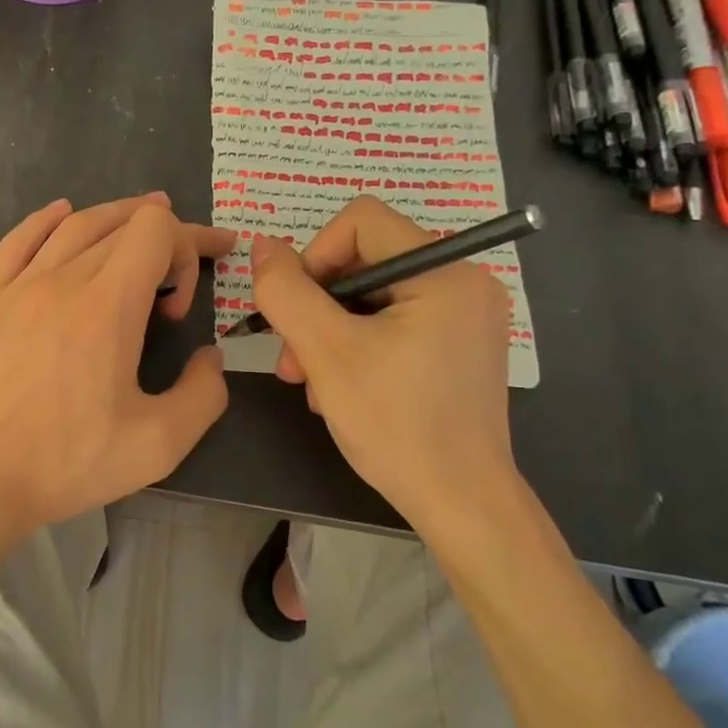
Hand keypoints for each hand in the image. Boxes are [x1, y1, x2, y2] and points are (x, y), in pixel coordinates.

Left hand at [0, 194, 230, 590]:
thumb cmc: (62, 464)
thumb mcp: (157, 445)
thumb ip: (203, 395)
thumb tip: (209, 357)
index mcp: (107, 305)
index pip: (156, 230)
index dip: (187, 248)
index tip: (182, 305)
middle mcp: (62, 279)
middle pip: (121, 224)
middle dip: (164, 236)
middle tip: (185, 262)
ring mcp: (15, 286)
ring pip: (73, 226)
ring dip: (113, 217)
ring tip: (139, 219)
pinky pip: (17, 240)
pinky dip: (47, 219)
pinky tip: (61, 213)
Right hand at [249, 196, 520, 524]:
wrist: (461, 505)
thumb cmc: (397, 425)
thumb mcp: (327, 353)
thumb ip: (286, 292)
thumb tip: (262, 246)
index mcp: (446, 272)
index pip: (361, 221)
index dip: (315, 255)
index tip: (296, 308)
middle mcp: (464, 282)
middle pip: (364, 261)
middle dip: (317, 306)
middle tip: (292, 359)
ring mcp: (465, 316)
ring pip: (372, 296)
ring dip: (330, 332)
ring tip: (310, 382)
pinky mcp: (458, 345)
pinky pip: (393, 322)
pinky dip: (358, 346)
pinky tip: (341, 389)